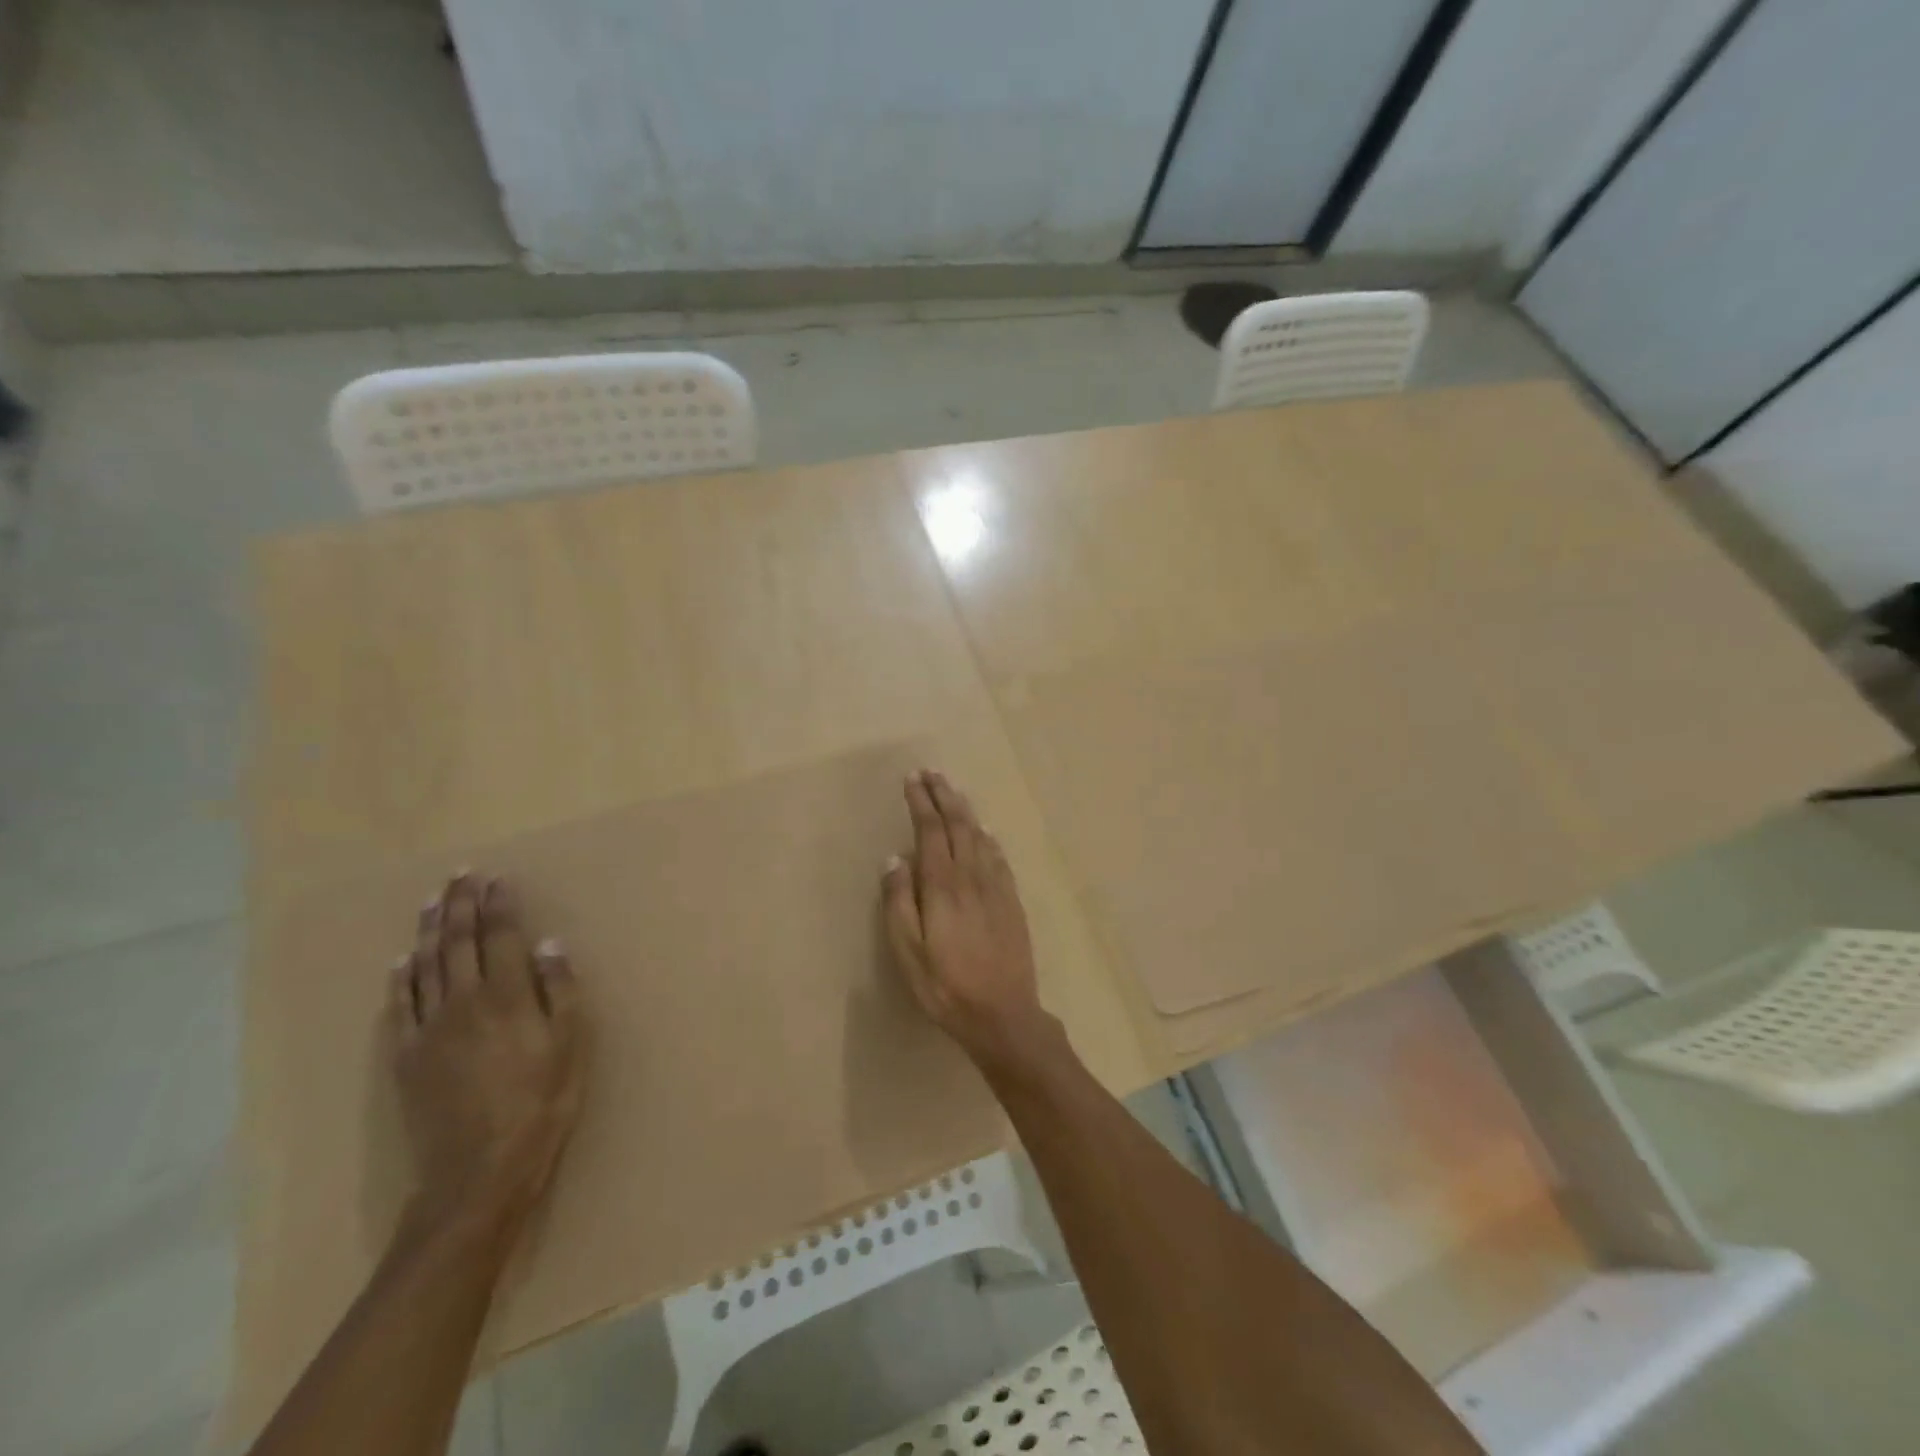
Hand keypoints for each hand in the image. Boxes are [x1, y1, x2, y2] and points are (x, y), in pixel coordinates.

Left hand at [388, 873, 584, 1231]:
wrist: (478, 1172)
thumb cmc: (541, 1103)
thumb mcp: (570, 1044)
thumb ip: (559, 990)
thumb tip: (547, 944)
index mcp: (505, 996)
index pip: (499, 936)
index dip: (498, 905)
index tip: (496, 878)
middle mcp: (462, 1002)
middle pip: (459, 942)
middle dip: (461, 905)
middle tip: (460, 874)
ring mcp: (428, 1030)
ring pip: (426, 966)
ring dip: (430, 929)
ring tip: (433, 901)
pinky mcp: (406, 1058)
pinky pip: (400, 1006)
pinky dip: (401, 977)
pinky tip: (402, 960)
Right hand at [882, 770, 1061, 1073]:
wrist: (1004, 1014)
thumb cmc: (946, 987)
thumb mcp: (908, 952)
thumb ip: (899, 902)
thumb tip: (894, 858)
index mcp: (943, 886)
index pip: (931, 831)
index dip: (921, 803)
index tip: (912, 779)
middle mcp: (972, 877)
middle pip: (958, 825)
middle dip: (944, 795)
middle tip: (931, 772)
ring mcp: (996, 888)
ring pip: (980, 836)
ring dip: (965, 810)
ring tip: (953, 791)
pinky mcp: (1012, 902)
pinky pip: (999, 857)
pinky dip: (988, 838)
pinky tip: (985, 833)